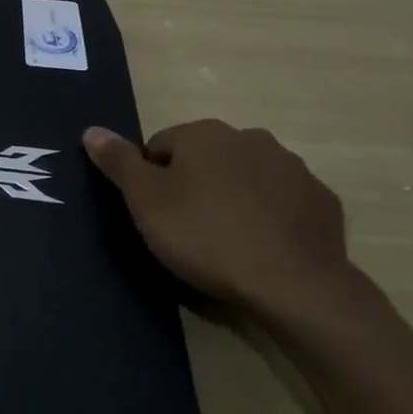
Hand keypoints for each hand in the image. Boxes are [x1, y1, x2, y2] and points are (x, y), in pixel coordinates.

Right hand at [83, 120, 356, 332]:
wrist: (294, 284)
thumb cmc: (206, 237)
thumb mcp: (147, 202)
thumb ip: (118, 162)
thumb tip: (92, 129)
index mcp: (205, 133)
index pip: (160, 146)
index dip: (151, 181)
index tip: (156, 216)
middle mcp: (250, 137)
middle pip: (205, 158)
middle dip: (193, 185)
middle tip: (187, 230)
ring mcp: (292, 168)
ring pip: (245, 177)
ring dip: (232, 198)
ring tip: (225, 242)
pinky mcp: (321, 200)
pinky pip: (281, 202)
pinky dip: (268, 217)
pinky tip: (262, 247)